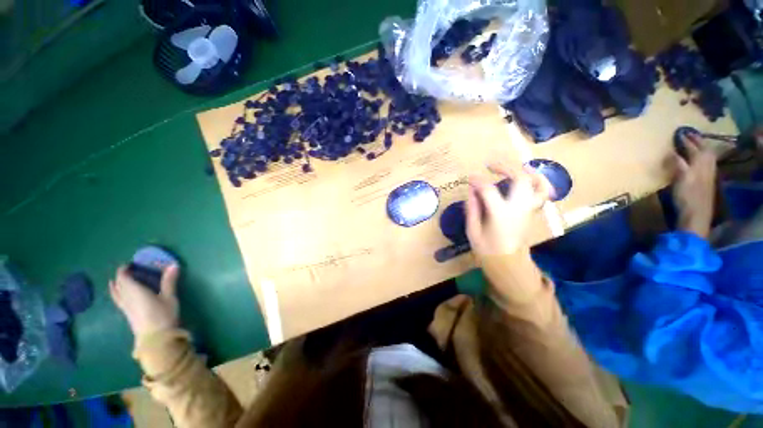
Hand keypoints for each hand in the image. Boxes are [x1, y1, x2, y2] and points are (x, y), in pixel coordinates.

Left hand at [109, 265, 180, 338]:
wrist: (155, 338)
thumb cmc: (163, 315)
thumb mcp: (169, 297)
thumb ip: (169, 281)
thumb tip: (174, 264)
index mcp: (135, 291)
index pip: (124, 277)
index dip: (124, 269)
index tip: (130, 264)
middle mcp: (126, 298)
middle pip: (118, 285)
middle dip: (121, 276)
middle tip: (128, 271)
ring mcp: (125, 308)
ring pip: (116, 294)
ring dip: (116, 286)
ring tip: (116, 282)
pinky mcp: (127, 315)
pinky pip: (118, 300)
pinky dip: (117, 294)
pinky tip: (121, 295)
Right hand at [465, 164, 551, 256]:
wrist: (508, 263)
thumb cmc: (487, 248)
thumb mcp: (472, 230)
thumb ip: (472, 208)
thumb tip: (471, 190)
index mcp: (500, 215)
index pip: (489, 190)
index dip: (478, 180)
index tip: (470, 177)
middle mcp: (519, 209)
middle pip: (520, 180)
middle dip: (505, 167)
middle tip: (490, 165)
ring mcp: (529, 210)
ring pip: (538, 185)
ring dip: (528, 171)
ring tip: (515, 166)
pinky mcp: (532, 212)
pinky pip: (541, 193)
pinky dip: (538, 182)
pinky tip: (528, 178)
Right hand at [673, 133, 716, 238]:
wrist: (696, 214)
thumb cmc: (686, 196)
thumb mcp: (681, 179)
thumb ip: (678, 164)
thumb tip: (671, 152)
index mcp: (700, 164)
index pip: (694, 148)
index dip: (687, 140)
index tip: (678, 133)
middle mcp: (706, 166)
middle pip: (704, 150)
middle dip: (697, 141)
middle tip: (688, 134)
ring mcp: (707, 174)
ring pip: (707, 156)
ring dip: (701, 148)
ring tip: (694, 143)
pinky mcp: (706, 181)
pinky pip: (706, 163)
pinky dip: (702, 157)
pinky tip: (698, 159)